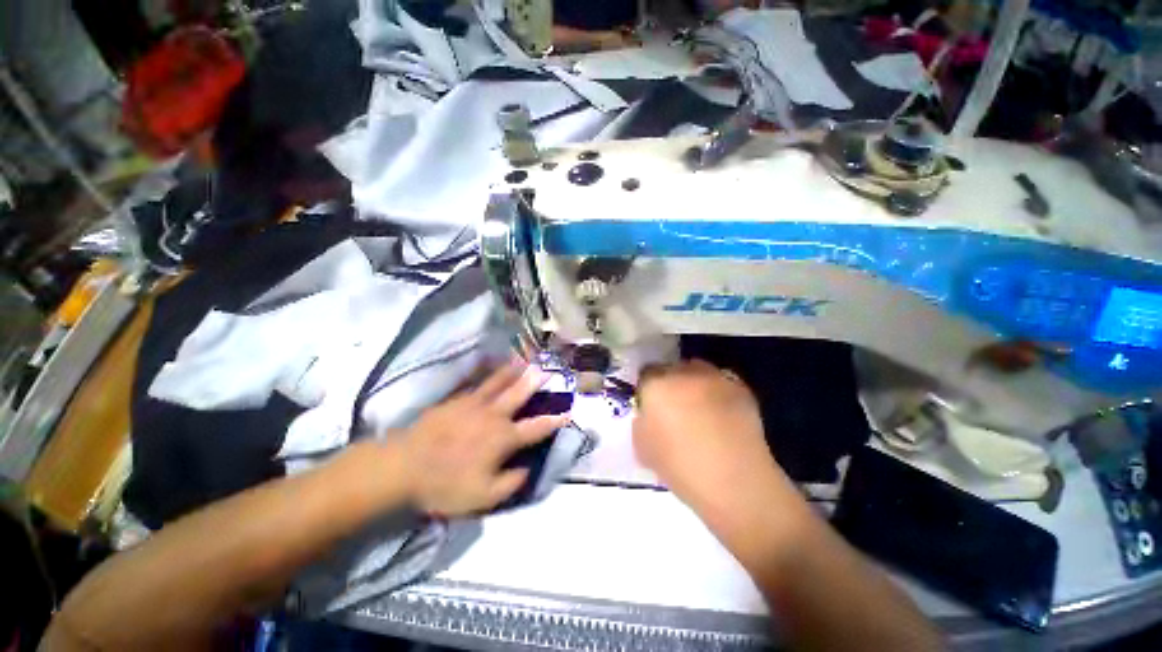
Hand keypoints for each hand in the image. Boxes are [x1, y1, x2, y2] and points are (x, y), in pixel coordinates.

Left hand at [399, 361, 568, 515]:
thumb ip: (511, 482)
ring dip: (514, 372)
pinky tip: (492, 369)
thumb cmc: (445, 484)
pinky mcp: (457, 400)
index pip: (536, 427)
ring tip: (524, 361)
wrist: (404, 467)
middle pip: (520, 395)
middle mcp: (494, 415)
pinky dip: (489, 375)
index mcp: (503, 438)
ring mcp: (474, 404)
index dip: (555, 420)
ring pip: (499, 383)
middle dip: (536, 383)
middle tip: (547, 371)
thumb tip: (528, 468)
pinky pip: (477, 383)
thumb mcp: (483, 497)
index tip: (568, 412)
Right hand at [633, 360, 782, 512]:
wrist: (734, 481)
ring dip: (694, 384)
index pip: (646, 373)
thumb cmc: (679, 467)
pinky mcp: (740, 388)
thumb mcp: (641, 446)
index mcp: (656, 385)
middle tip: (675, 407)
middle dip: (671, 383)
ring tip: (700, 409)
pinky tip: (722, 416)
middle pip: (672, 368)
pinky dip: (717, 393)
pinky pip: (721, 383)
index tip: (652, 405)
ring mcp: (715, 377)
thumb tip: (650, 412)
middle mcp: (684, 373)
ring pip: (698, 371)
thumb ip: (641, 419)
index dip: (648, 389)